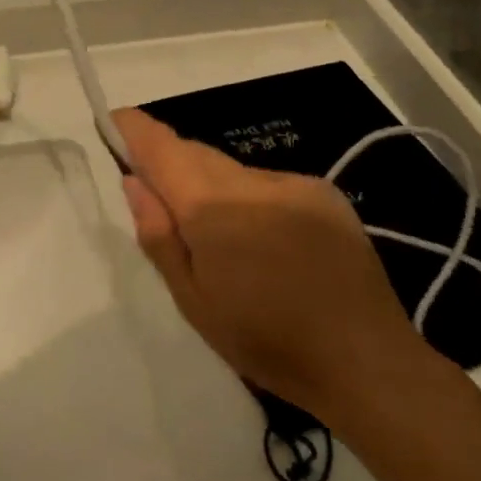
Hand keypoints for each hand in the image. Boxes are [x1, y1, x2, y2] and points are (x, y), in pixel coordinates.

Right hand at [114, 109, 428, 417]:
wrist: (364, 360)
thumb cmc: (265, 341)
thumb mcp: (193, 301)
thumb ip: (159, 235)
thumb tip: (134, 182)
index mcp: (213, 208)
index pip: (163, 149)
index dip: (135, 129)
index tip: (116, 120)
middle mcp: (252, 182)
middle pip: (196, 155)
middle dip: (172, 165)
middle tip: (161, 201)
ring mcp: (294, 184)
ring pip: (233, 171)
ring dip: (214, 188)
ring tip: (224, 241)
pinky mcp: (325, 194)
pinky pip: (270, 184)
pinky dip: (252, 200)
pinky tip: (268, 243)